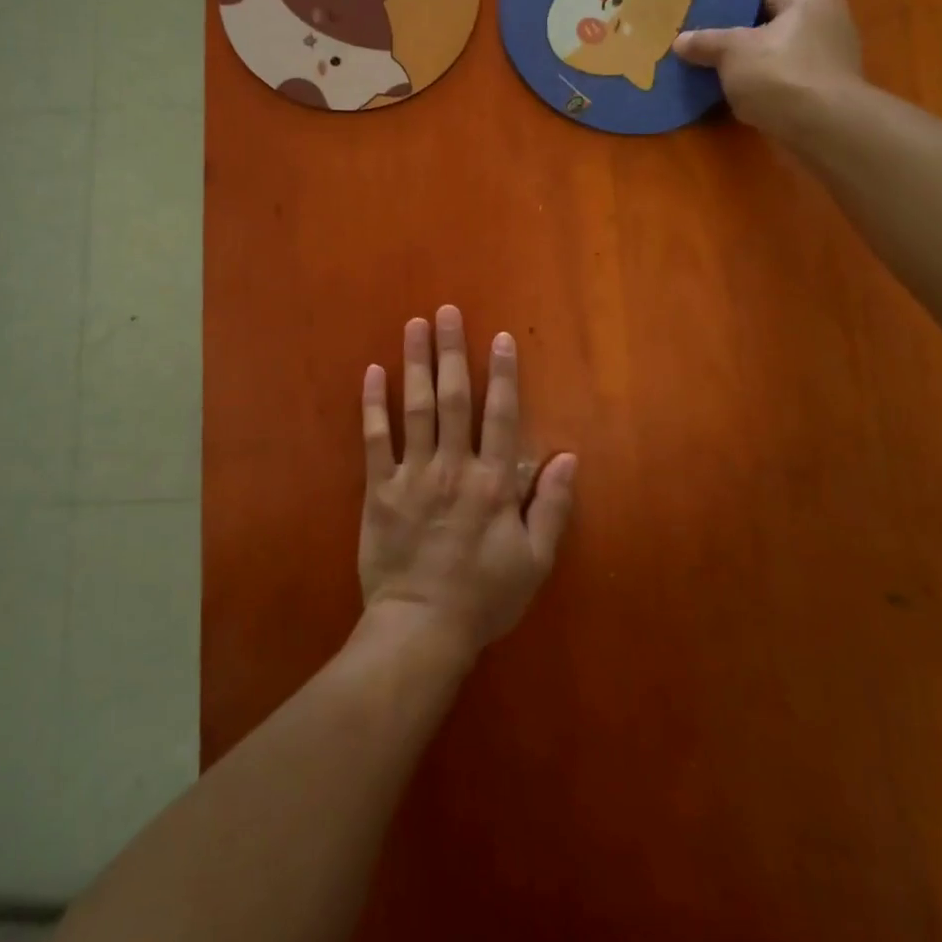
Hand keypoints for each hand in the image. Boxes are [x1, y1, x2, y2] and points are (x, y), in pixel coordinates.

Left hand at [358, 305, 577, 660]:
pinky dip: (373, 404)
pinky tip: (372, 372)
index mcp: (492, 483)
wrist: (421, 629)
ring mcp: (413, 475)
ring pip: (416, 408)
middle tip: (446, 311)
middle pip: (454, 399)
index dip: (502, 374)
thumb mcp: (534, 560)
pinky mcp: (379, 489)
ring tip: (414, 326)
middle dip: (452, 351)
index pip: (501, 416)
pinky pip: (375, 439)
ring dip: (415, 364)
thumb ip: (553, 507)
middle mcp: (453, 467)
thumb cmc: (484, 597)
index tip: (499, 337)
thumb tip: (569, 456)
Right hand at [672, 0, 864, 135]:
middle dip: (743, 43)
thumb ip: (705, 42)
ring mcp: (834, 60)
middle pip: (773, 29)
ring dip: (755, 70)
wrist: (822, 127)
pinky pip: (789, 84)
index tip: (708, 29)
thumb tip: (680, 41)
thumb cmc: (778, 73)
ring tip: (722, 81)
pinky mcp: (830, 93)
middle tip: (710, 56)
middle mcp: (830, 22)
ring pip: (780, 59)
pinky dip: (770, 91)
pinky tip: (746, 102)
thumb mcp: (731, 52)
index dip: (735, 11)